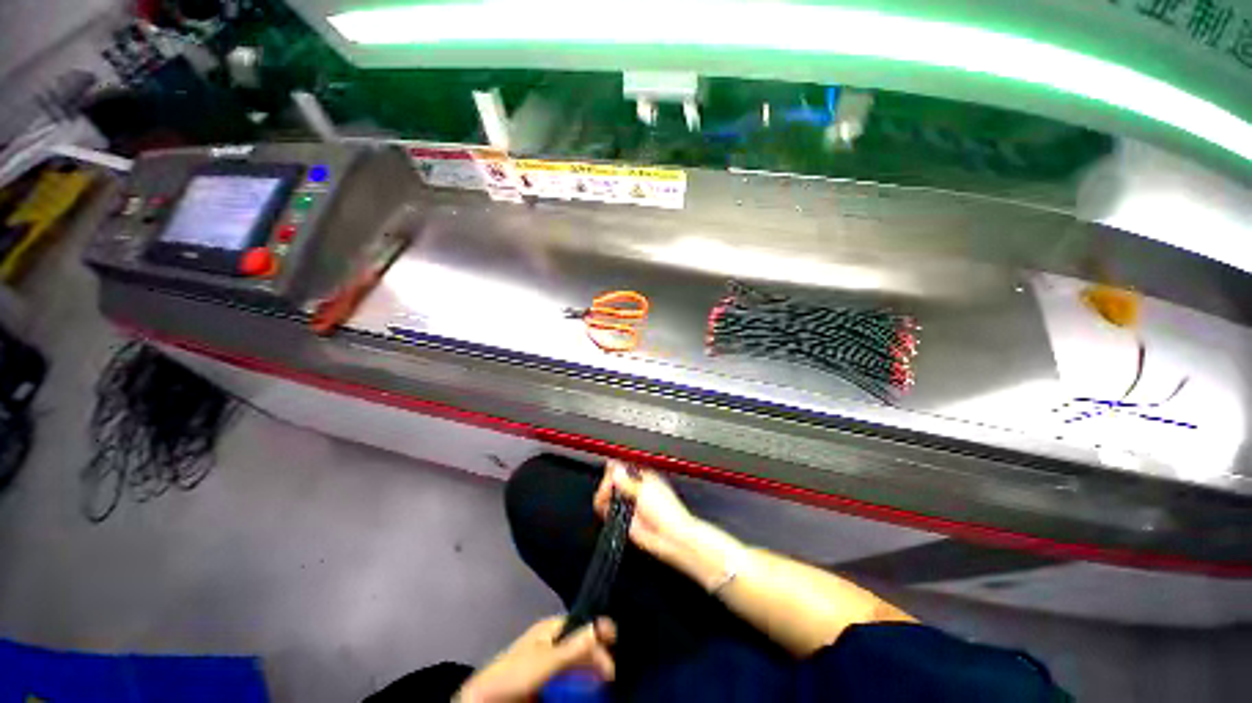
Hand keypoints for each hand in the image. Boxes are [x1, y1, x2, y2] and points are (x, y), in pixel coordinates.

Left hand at [456, 617, 615, 702]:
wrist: (485, 702)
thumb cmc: (514, 674)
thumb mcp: (546, 660)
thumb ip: (575, 646)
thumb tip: (604, 625)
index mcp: (551, 629)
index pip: (582, 624)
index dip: (598, 632)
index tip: (614, 642)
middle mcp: (553, 642)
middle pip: (582, 645)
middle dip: (597, 656)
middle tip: (610, 674)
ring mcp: (550, 663)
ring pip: (578, 664)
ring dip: (591, 672)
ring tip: (604, 682)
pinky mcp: (547, 683)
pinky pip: (570, 680)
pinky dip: (581, 684)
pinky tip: (589, 690)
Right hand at [594, 460, 698, 560]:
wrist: (670, 537)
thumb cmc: (666, 511)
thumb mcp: (644, 490)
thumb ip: (626, 480)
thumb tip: (613, 466)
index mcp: (643, 476)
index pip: (623, 466)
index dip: (614, 469)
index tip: (609, 474)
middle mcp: (635, 488)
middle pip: (614, 479)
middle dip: (608, 483)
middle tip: (606, 489)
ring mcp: (630, 503)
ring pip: (610, 494)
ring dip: (604, 495)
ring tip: (604, 499)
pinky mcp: (625, 518)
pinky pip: (609, 510)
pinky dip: (604, 508)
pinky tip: (604, 508)